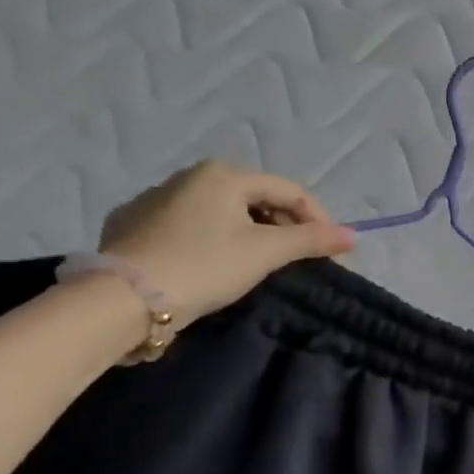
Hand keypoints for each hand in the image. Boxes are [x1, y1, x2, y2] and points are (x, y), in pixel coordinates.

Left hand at [98, 161, 353, 328]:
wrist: (121, 299)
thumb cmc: (204, 266)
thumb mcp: (266, 253)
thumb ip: (311, 240)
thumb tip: (353, 235)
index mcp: (223, 174)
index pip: (288, 190)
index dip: (317, 219)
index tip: (331, 251)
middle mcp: (188, 176)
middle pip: (254, 198)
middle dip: (282, 225)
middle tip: (296, 258)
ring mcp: (154, 198)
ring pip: (220, 211)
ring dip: (247, 232)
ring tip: (256, 263)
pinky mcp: (130, 224)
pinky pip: (187, 226)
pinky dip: (210, 240)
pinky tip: (210, 264)